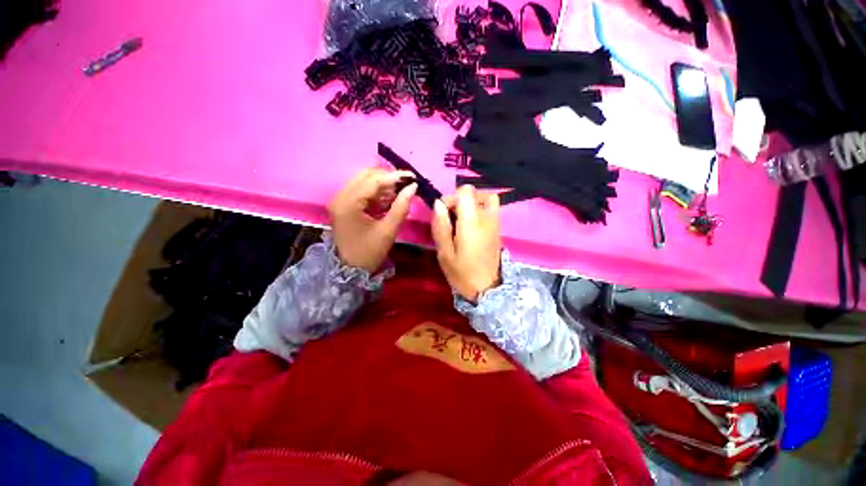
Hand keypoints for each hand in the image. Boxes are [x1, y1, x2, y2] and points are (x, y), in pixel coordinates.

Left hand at [329, 168, 416, 272]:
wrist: (348, 270)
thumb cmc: (368, 253)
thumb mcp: (388, 231)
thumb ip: (401, 207)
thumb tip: (413, 187)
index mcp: (348, 203)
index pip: (373, 181)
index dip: (395, 176)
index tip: (413, 177)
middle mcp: (340, 196)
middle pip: (366, 176)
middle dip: (388, 178)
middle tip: (406, 185)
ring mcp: (340, 199)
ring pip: (364, 181)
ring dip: (383, 185)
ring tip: (400, 194)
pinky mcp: (344, 204)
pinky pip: (362, 191)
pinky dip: (377, 193)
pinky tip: (389, 200)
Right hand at [431, 185, 501, 302]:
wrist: (488, 289)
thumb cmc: (462, 274)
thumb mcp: (444, 253)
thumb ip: (441, 226)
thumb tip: (438, 204)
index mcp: (472, 223)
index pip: (466, 191)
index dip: (452, 197)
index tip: (443, 212)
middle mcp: (487, 218)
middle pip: (474, 193)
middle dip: (459, 200)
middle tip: (449, 218)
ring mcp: (495, 223)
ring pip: (486, 198)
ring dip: (471, 203)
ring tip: (461, 219)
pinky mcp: (498, 229)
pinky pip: (490, 209)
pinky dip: (479, 209)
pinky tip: (470, 226)